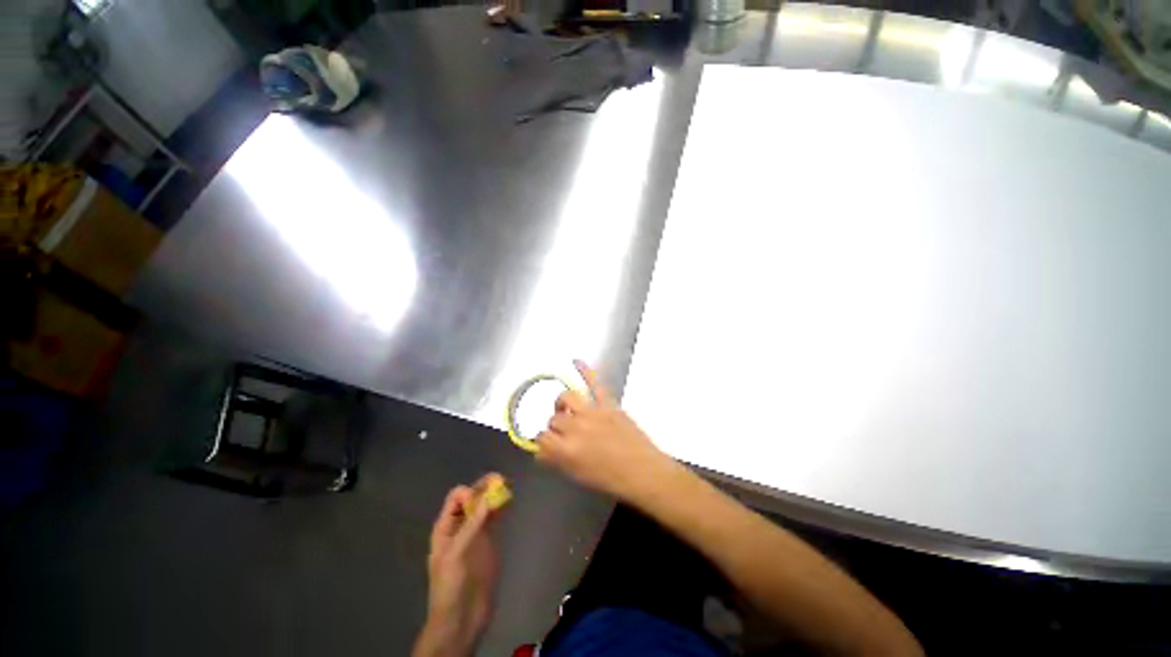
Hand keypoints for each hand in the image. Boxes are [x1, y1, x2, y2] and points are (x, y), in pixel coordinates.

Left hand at [414, 476, 502, 656]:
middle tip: (502, 479)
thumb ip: (473, 524)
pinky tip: (510, 501)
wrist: (462, 617)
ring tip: (509, 486)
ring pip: (486, 506)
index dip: (470, 492)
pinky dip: (502, 508)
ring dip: (495, 495)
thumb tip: (489, 496)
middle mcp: (461, 525)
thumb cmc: (451, 585)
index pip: (457, 497)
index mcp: (446, 527)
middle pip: (473, 498)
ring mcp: (477, 533)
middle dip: (485, 487)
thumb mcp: (457, 553)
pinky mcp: (490, 541)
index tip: (483, 499)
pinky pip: (496, 518)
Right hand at [536, 360, 675, 501]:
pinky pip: (594, 382)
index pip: (542, 438)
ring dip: (562, 404)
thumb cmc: (610, 479)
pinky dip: (586, 370)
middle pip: (553, 419)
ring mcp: (592, 412)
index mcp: (566, 450)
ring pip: (566, 398)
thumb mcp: (578, 475)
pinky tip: (576, 361)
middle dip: (556, 426)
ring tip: (566, 409)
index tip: (550, 444)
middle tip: (565, 434)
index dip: (544, 442)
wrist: (643, 470)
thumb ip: (556, 460)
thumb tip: (541, 450)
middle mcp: (575, 427)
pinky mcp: (608, 403)